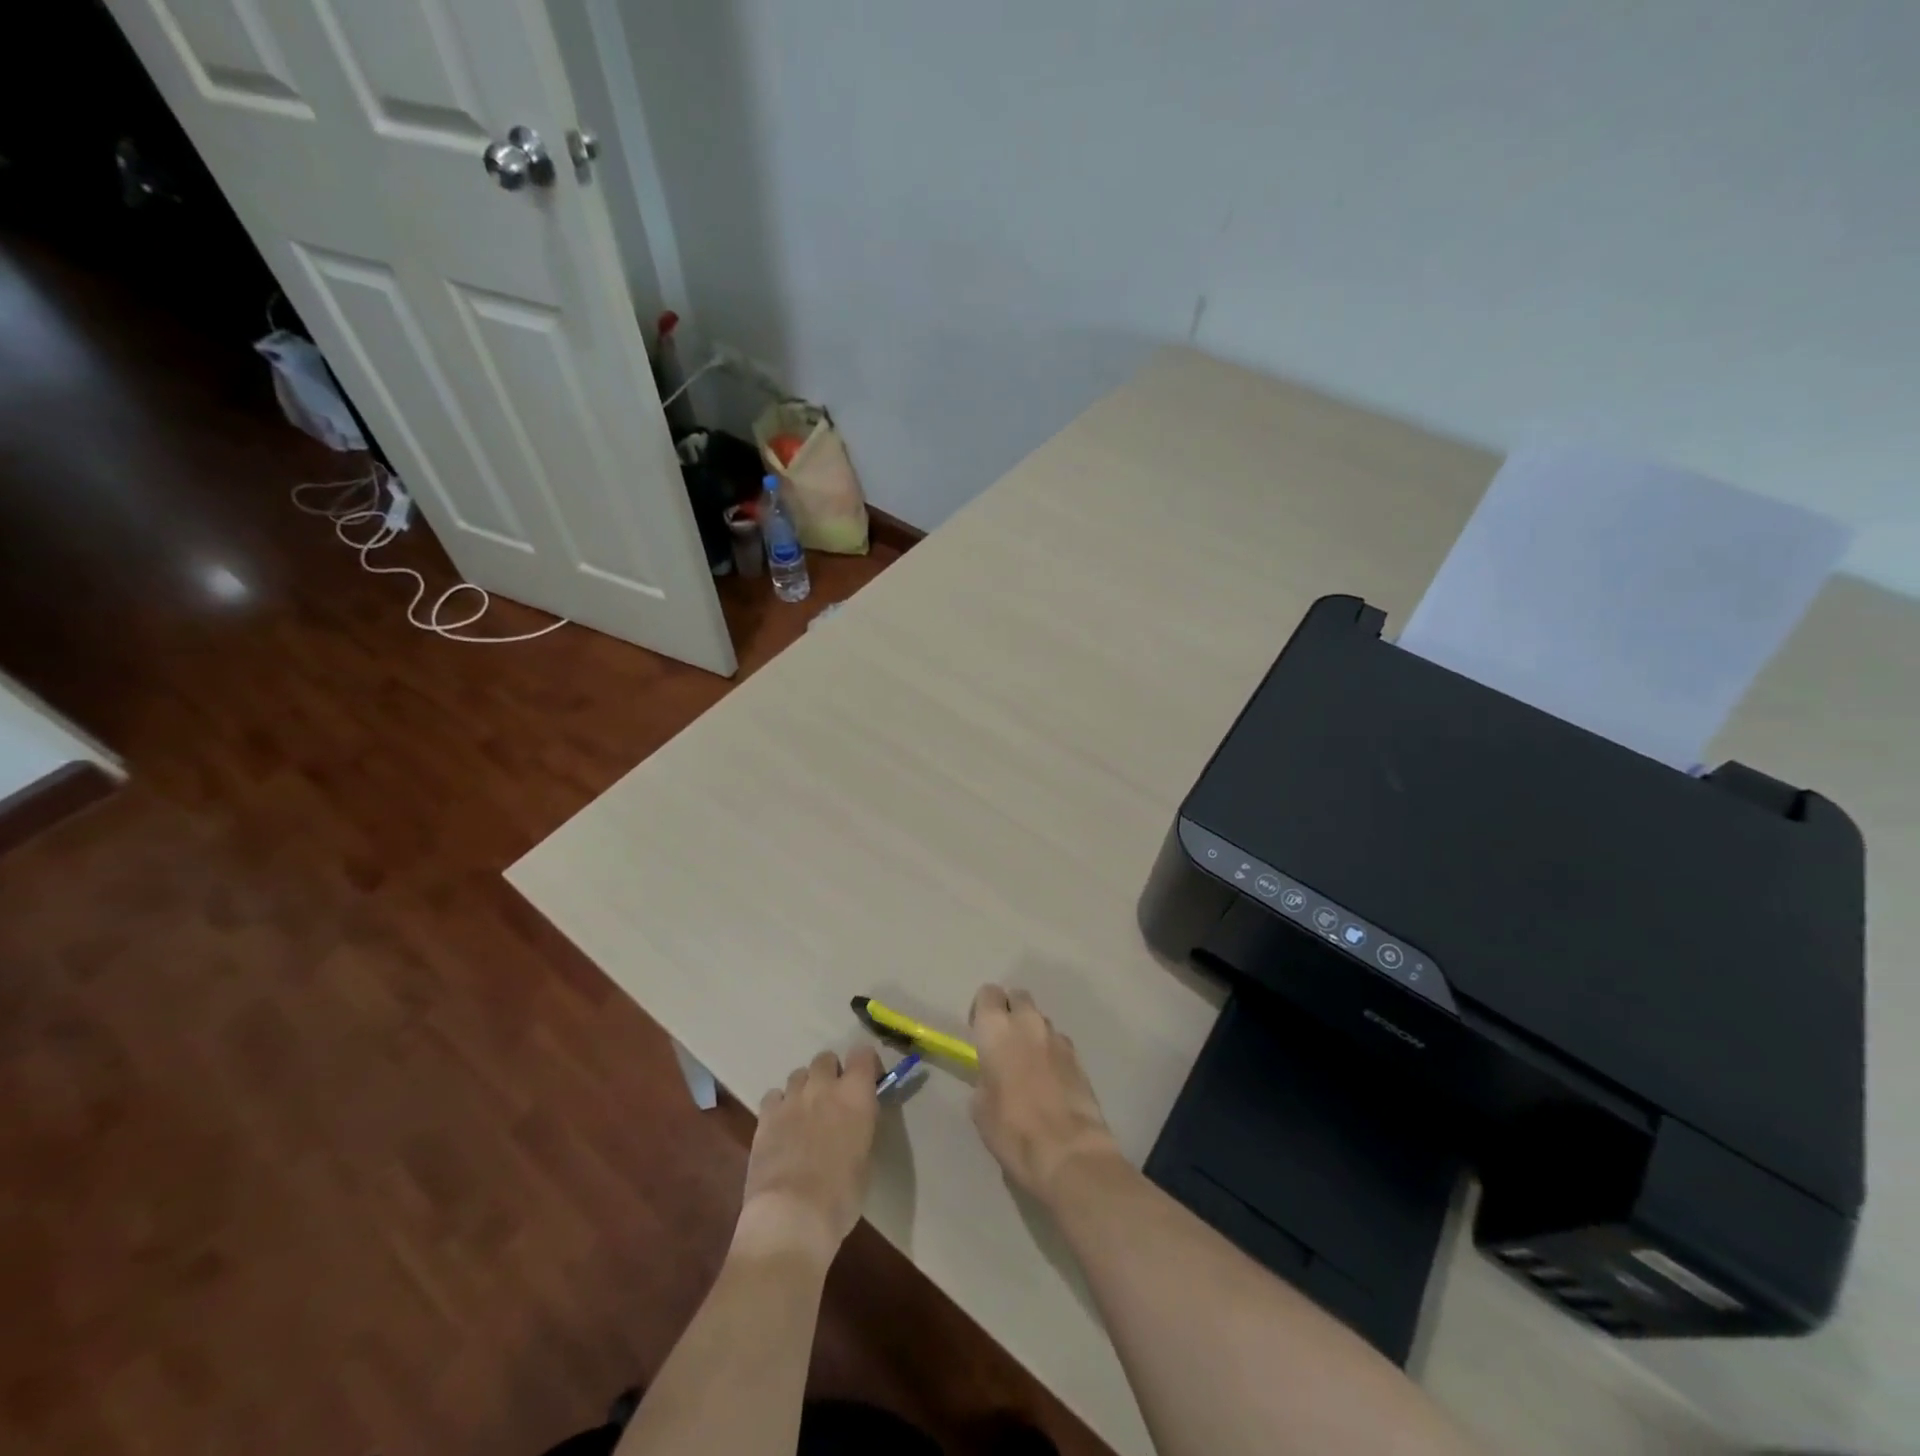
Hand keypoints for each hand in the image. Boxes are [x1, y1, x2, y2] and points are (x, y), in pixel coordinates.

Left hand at [735, 1046, 882, 1267]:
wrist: (792, 1215)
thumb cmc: (840, 1195)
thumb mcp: (865, 1159)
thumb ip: (860, 1127)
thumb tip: (854, 1121)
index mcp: (855, 1094)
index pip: (863, 1053)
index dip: (866, 1065)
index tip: (868, 1084)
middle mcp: (823, 1086)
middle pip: (826, 1058)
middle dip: (831, 1073)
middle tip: (833, 1100)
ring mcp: (792, 1098)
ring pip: (798, 1074)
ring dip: (805, 1088)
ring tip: (805, 1113)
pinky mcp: (765, 1115)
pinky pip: (774, 1095)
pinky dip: (780, 1105)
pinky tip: (782, 1126)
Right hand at [969, 984, 1120, 1205]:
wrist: (1067, 1151)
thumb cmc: (1012, 1129)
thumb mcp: (980, 1106)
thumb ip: (985, 1076)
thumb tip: (994, 1075)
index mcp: (997, 1028)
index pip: (988, 993)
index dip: (982, 1010)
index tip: (978, 1032)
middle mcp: (1028, 1022)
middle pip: (1018, 997)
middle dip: (1010, 1011)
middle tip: (1003, 1043)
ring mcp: (1057, 1037)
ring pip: (1040, 1020)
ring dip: (1032, 1033)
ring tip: (1027, 1066)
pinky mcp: (1079, 1057)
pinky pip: (1058, 1043)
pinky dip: (1050, 1053)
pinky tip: (1048, 1082)